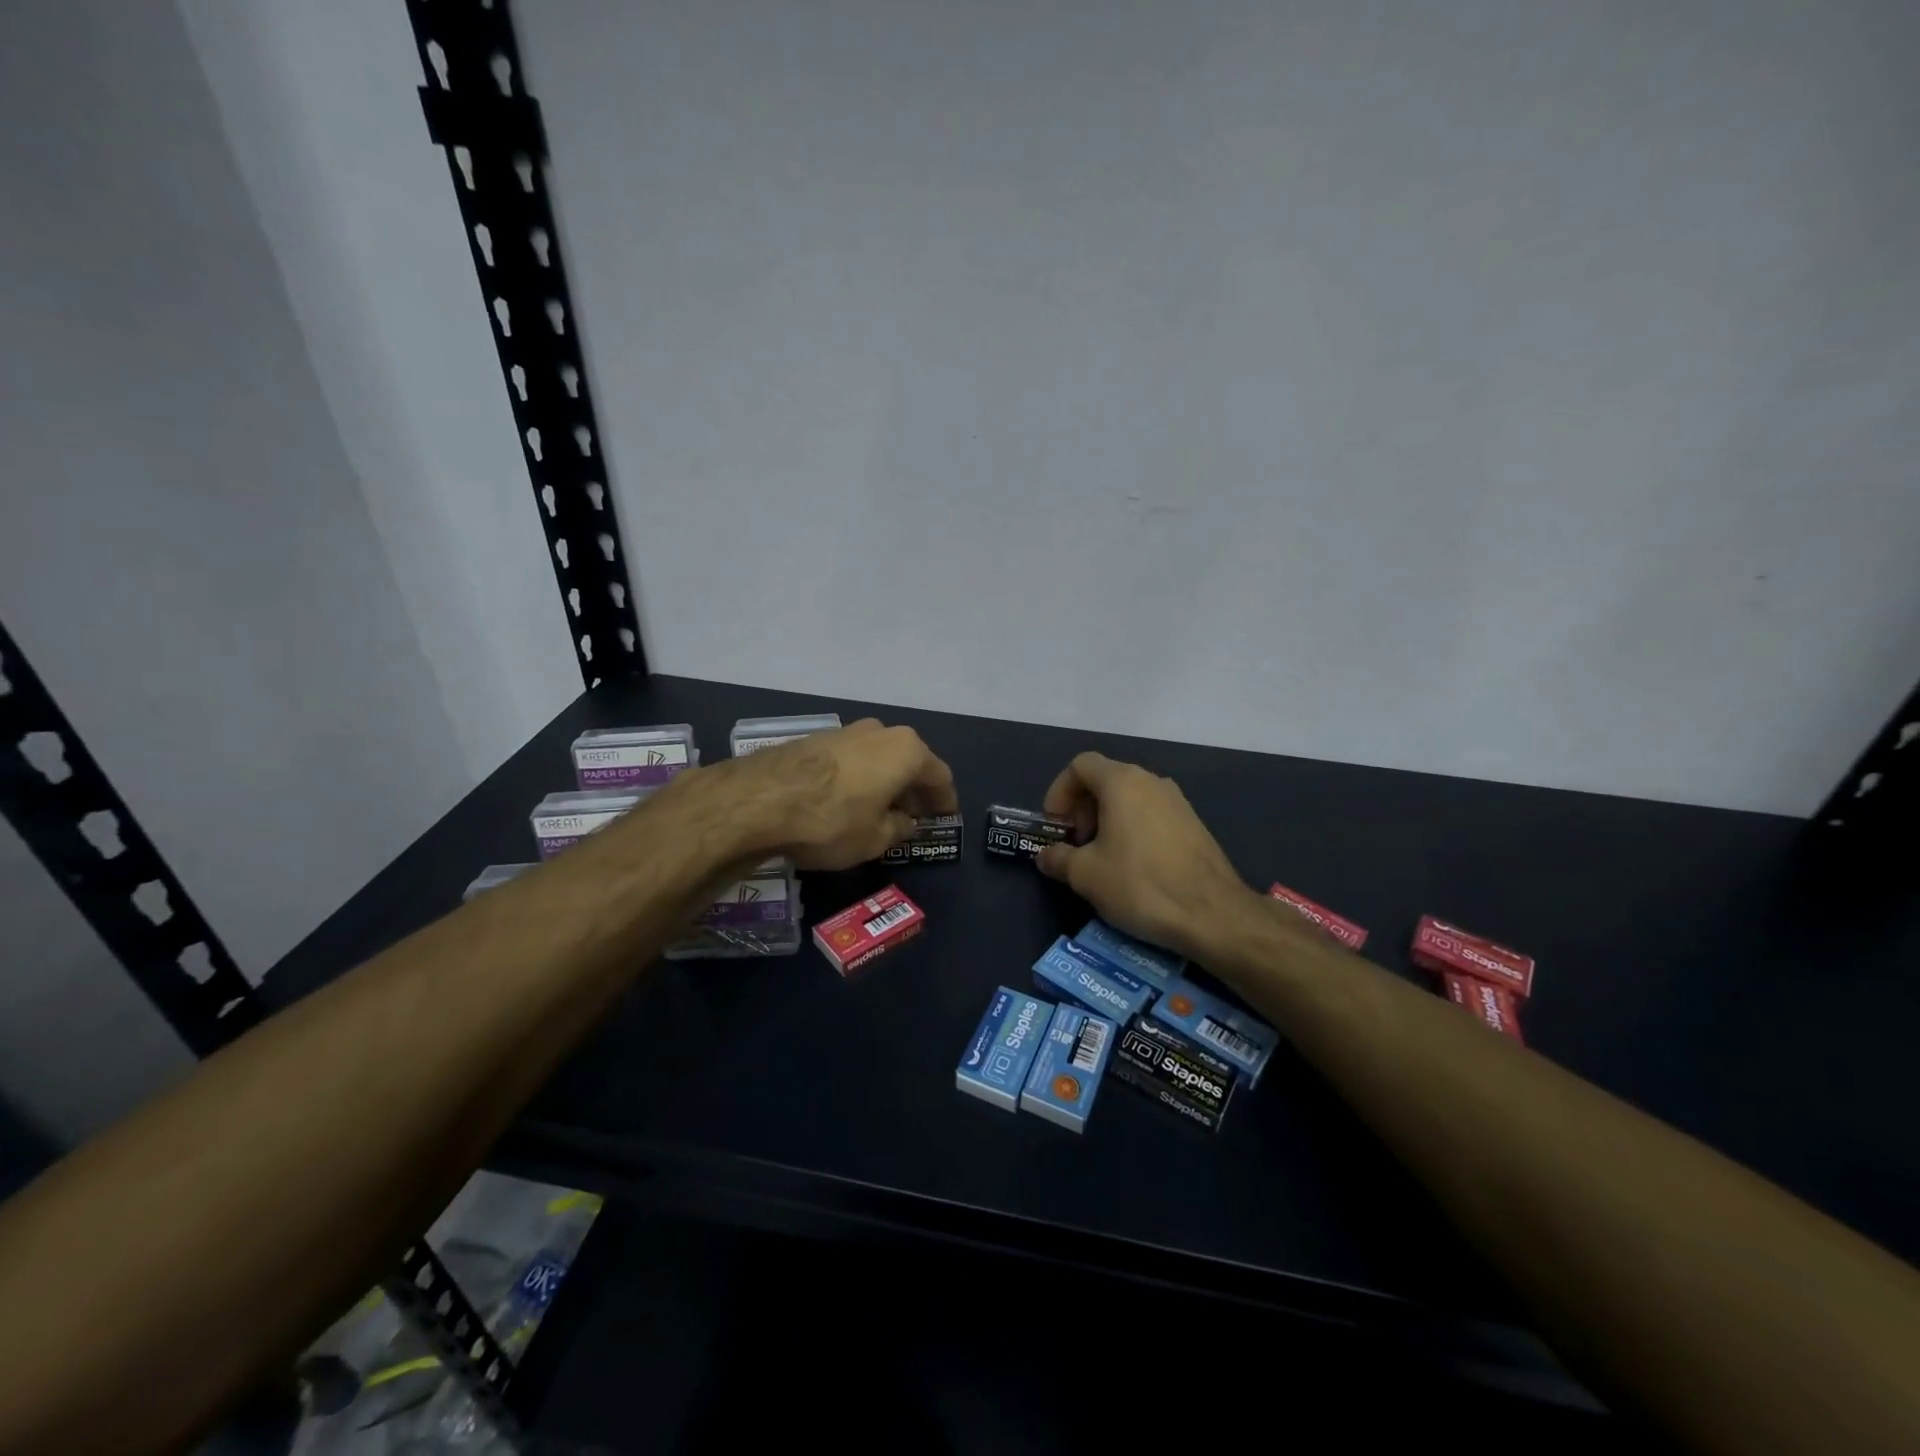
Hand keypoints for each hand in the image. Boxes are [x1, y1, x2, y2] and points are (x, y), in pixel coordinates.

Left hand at [709, 719, 957, 870]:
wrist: (758, 800)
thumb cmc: (831, 820)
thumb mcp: (874, 839)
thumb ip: (898, 829)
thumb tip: (905, 822)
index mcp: (907, 751)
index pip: (939, 776)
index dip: (945, 800)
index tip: (946, 817)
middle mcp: (880, 732)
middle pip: (908, 761)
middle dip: (913, 789)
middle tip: (914, 815)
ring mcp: (845, 731)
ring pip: (878, 758)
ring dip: (884, 781)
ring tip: (880, 809)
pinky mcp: (815, 738)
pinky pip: (851, 760)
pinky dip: (858, 778)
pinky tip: (849, 800)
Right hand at [1035, 752, 1255, 963]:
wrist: (1213, 914)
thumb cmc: (1140, 885)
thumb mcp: (1086, 875)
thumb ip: (1058, 858)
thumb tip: (1045, 856)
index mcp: (1122, 782)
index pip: (1080, 765)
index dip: (1059, 791)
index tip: (1056, 826)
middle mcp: (1151, 781)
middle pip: (1105, 779)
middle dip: (1082, 808)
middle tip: (1076, 845)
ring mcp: (1177, 801)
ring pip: (1129, 798)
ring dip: (1106, 820)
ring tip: (1101, 859)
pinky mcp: (1194, 824)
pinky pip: (1151, 814)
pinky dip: (1132, 829)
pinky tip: (1133, 867)